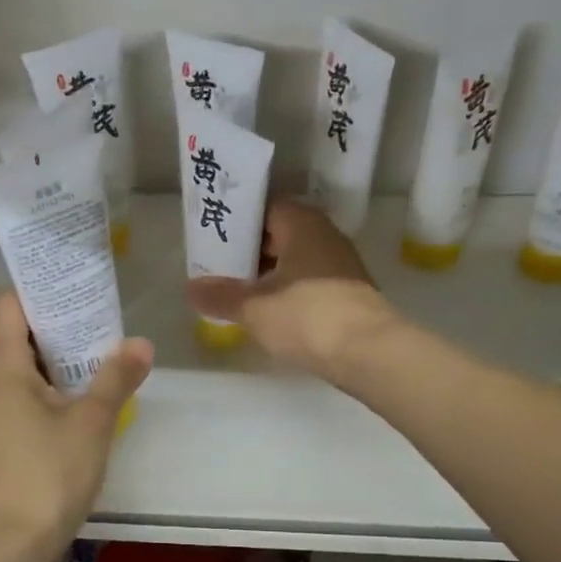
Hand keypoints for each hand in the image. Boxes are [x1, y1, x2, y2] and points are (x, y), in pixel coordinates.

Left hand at [0, 290, 152, 561]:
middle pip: (20, 331)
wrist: (12, 543)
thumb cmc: (47, 472)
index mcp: (3, 365)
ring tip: (106, 345)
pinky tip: (92, 391)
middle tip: (104, 311)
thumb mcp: (91, 421)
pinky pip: (32, 392)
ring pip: (28, 365)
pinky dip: (58, 383)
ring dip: (63, 354)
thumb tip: (141, 343)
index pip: (8, 302)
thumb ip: (116, 377)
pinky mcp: (9, 436)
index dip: (38, 286)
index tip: (76, 280)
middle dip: (60, 319)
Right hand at [188, 200, 397, 384]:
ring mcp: (341, 265)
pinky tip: (269, 312)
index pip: (264, 208)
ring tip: (237, 292)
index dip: (237, 222)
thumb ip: (221, 296)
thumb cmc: (307, 316)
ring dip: (268, 273)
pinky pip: (309, 282)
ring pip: (295, 260)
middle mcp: (325, 235)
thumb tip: (191, 288)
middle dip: (249, 250)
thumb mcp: (254, 308)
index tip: (212, 237)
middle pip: (279, 234)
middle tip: (217, 267)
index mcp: (302, 224)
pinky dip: (288, 291)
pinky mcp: (349, 293)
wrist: (369, 353)